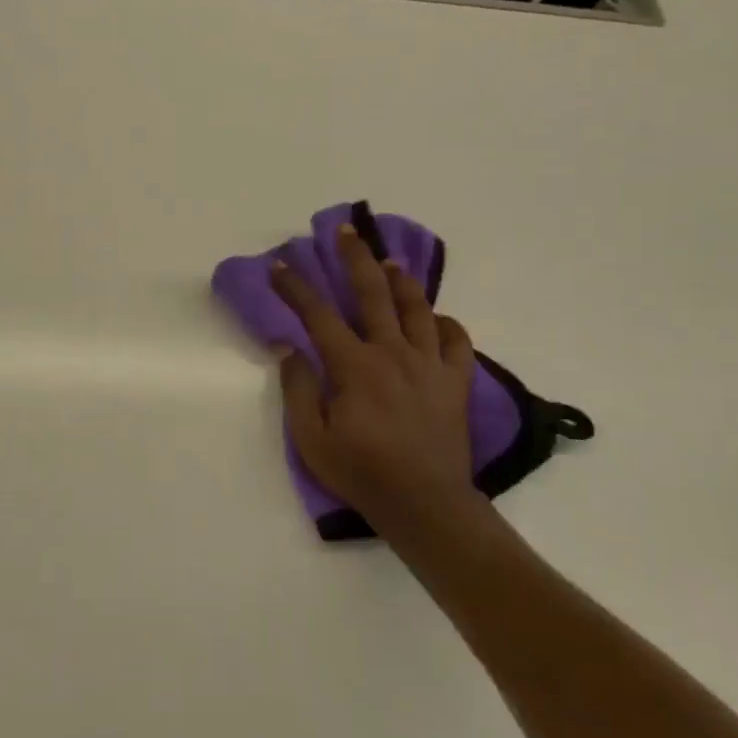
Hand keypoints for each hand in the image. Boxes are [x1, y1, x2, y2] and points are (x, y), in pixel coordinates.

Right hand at [271, 223, 484, 539]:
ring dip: (402, 281)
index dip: (295, 288)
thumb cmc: (361, 473)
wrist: (425, 505)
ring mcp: (430, 365)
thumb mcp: (312, 438)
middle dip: (356, 258)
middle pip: (374, 294)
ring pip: (418, 309)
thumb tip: (289, 347)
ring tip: (390, 262)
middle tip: (346, 232)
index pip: (318, 315)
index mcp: (355, 367)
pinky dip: (447, 324)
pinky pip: (458, 342)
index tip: (279, 265)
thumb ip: (298, 389)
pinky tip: (436, 319)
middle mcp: (394, 354)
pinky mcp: (455, 382)